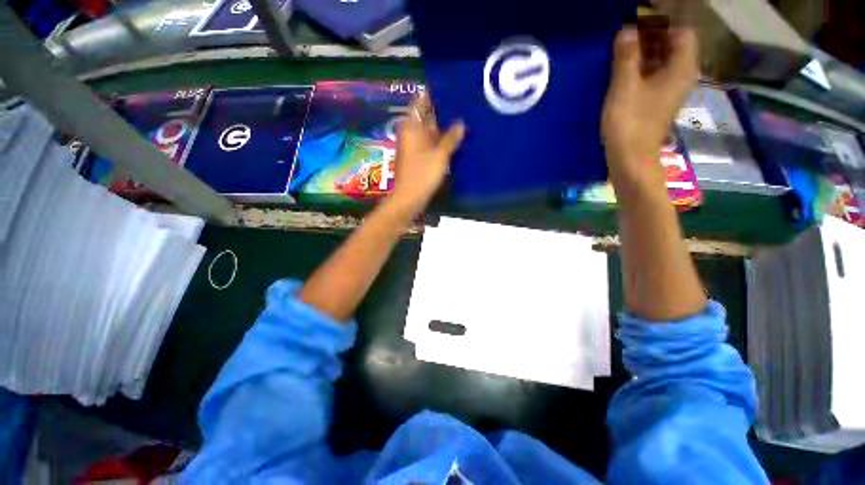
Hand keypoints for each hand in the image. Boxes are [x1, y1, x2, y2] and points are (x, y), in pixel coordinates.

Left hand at [389, 93, 465, 215]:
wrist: (409, 198)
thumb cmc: (422, 174)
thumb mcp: (440, 155)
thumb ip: (451, 138)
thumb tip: (461, 123)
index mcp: (412, 127)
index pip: (420, 102)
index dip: (432, 94)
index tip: (448, 87)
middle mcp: (411, 133)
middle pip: (425, 117)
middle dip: (441, 111)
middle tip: (461, 103)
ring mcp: (414, 146)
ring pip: (428, 131)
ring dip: (442, 127)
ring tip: (461, 118)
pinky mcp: (417, 157)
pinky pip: (429, 143)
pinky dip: (439, 140)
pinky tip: (454, 139)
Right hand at [601, 26, 698, 190]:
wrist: (631, 159)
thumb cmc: (629, 123)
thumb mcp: (624, 87)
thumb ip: (626, 57)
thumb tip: (626, 30)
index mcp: (681, 67)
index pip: (680, 32)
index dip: (660, 25)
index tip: (635, 26)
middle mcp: (682, 76)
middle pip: (672, 46)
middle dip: (650, 38)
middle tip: (623, 39)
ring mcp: (671, 90)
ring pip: (662, 62)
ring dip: (643, 55)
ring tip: (619, 55)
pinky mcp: (659, 102)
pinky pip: (655, 77)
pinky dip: (641, 71)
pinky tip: (622, 75)